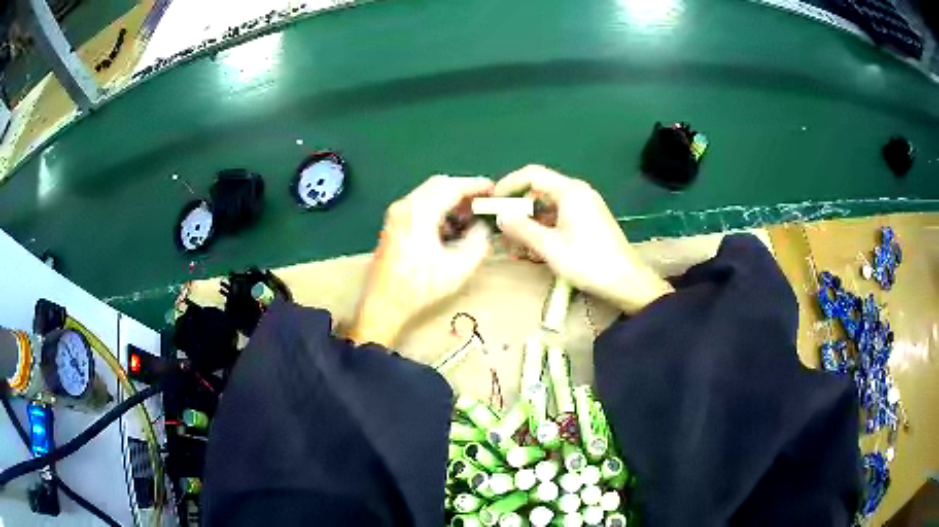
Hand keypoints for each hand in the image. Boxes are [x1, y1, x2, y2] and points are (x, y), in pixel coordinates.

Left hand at [349, 175, 493, 345]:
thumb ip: (477, 242)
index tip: (494, 189)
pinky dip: (439, 209)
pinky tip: (450, 228)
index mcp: (418, 213)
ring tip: (470, 217)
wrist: (383, 304)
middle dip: (463, 191)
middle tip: (483, 203)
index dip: (475, 185)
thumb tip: (482, 226)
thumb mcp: (458, 268)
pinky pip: (420, 205)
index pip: (450, 186)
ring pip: (429, 194)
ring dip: (451, 200)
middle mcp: (404, 206)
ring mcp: (396, 214)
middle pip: (438, 185)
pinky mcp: (394, 224)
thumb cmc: (419, 287)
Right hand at [494, 165, 672, 313]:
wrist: (626, 282)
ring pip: (547, 207)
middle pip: (539, 191)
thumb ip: (522, 228)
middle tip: (501, 231)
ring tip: (515, 248)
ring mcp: (584, 207)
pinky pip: (559, 218)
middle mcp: (577, 193)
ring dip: (529, 224)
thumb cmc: (588, 262)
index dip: (508, 185)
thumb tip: (500, 215)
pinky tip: (533, 250)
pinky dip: (543, 230)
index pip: (531, 175)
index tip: (492, 202)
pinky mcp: (588, 221)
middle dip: (517, 210)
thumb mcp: (550, 247)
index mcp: (569, 191)